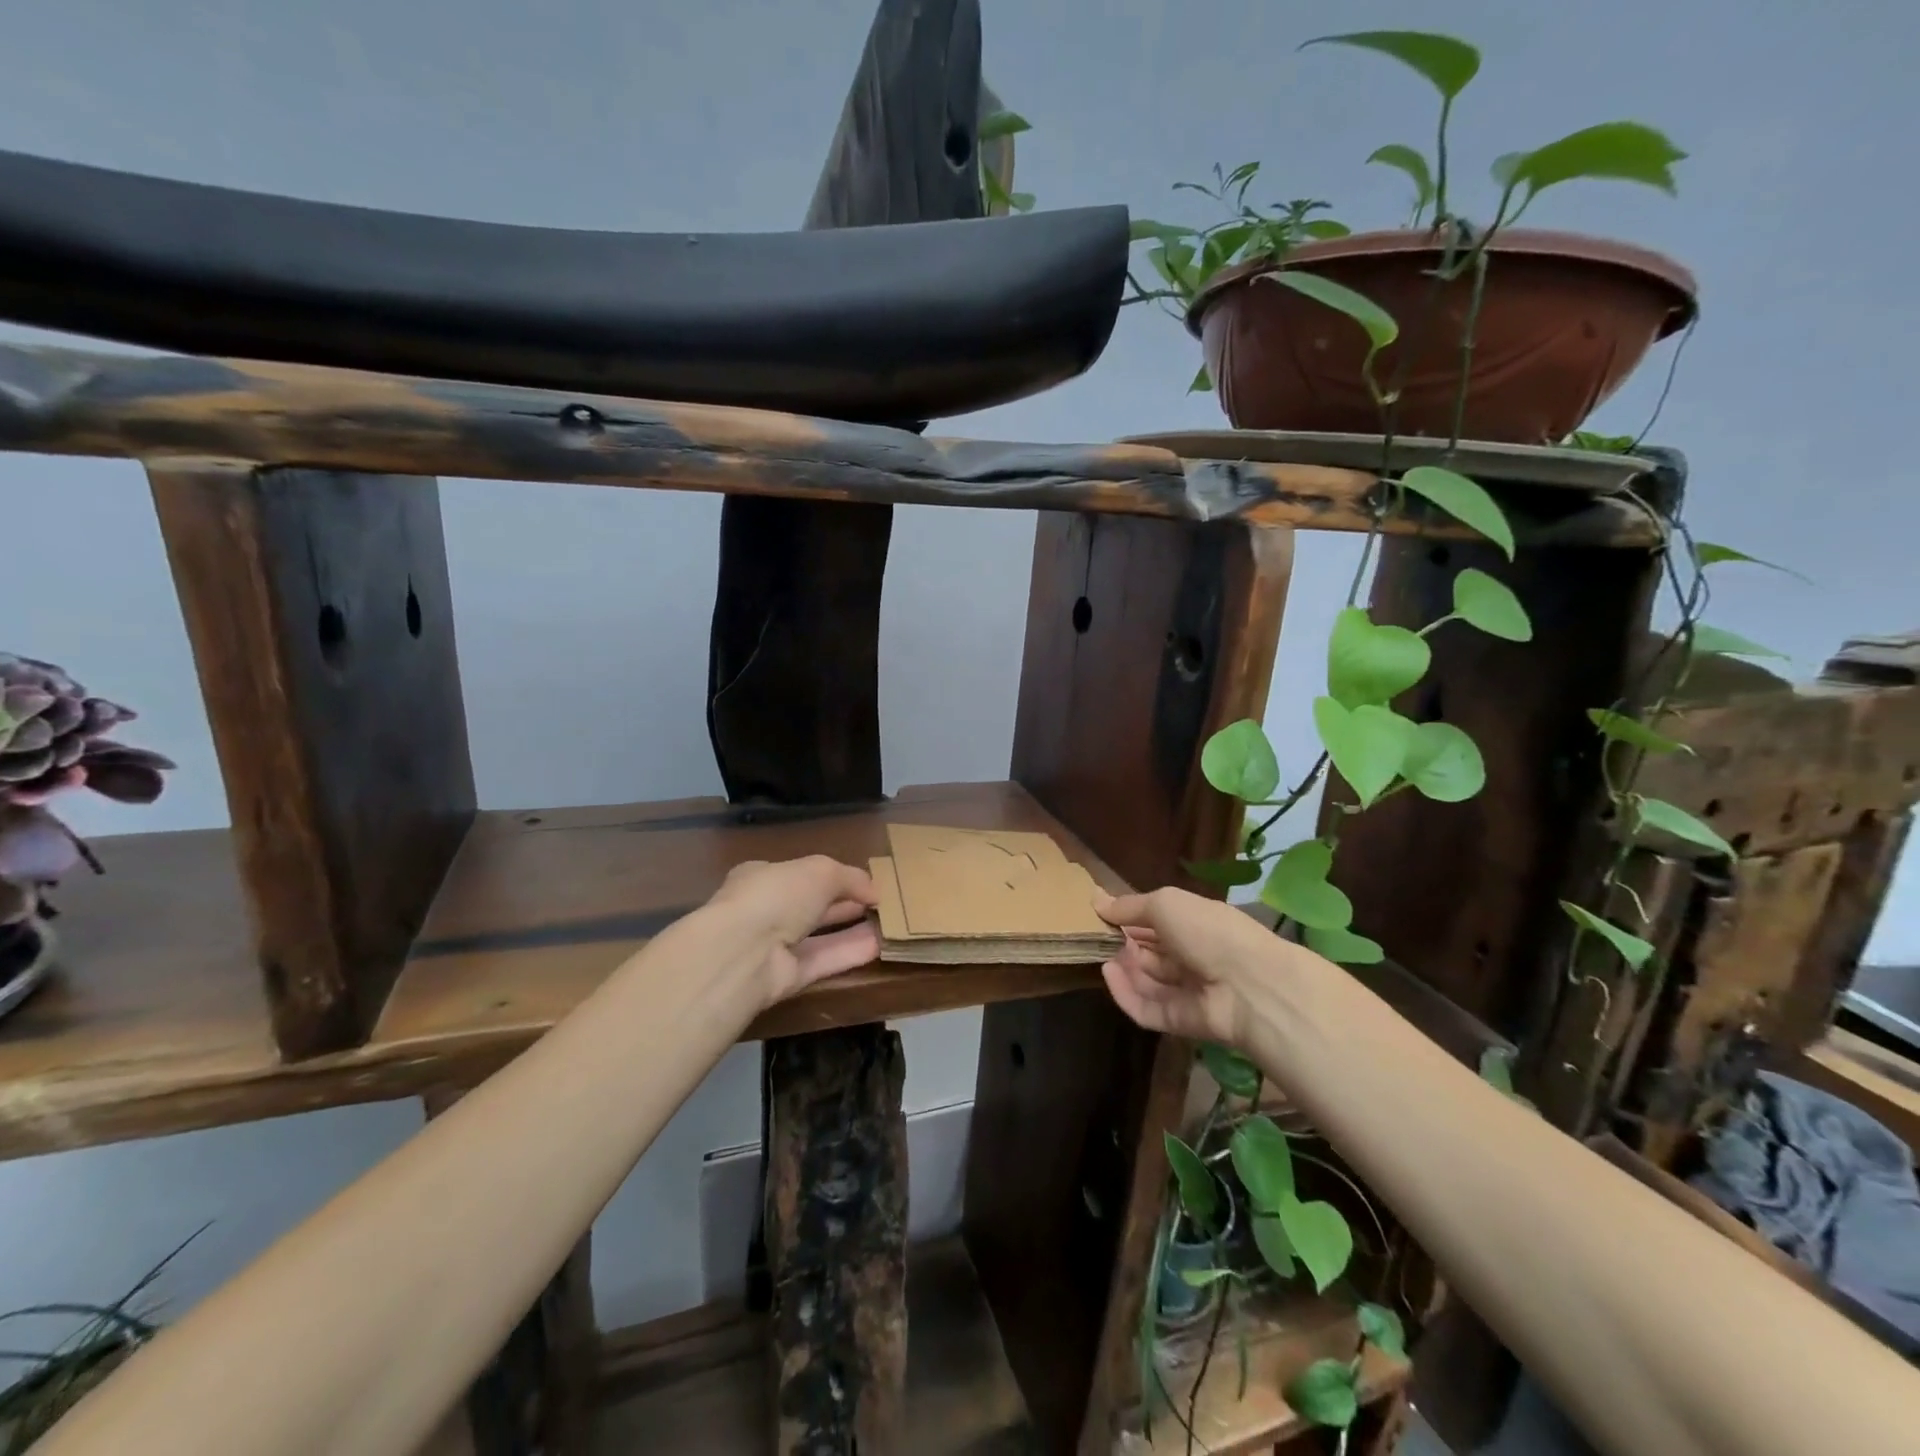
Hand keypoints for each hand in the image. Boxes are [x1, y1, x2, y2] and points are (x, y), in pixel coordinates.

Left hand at [702, 856, 880, 1004]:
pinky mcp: (786, 979)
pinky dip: (849, 953)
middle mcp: (766, 911)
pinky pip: (823, 961)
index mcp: (762, 877)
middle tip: (882, 902)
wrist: (743, 953)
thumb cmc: (776, 895)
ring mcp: (773, 947)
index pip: (799, 874)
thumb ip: (849, 877)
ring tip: (890, 924)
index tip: (863, 881)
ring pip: (819, 936)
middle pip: (811, 906)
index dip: (832, 876)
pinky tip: (880, 945)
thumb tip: (874, 890)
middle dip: (845, 903)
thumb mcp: (820, 871)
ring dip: (852, 929)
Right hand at [1094, 887, 1291, 1048]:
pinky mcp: (1179, 1021)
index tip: (1101, 913)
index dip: (1130, 918)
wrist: (1250, 986)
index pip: (1158, 921)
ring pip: (1147, 980)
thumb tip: (1096, 900)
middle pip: (1151, 952)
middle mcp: (1193, 956)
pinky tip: (1108, 975)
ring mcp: (1187, 991)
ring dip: (1124, 967)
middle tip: (1097, 936)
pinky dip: (1126, 994)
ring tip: (1102, 954)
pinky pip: (1146, 1009)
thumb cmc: (1208, 931)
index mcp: (1195, 924)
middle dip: (1124, 943)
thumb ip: (1129, 906)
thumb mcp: (1165, 904)